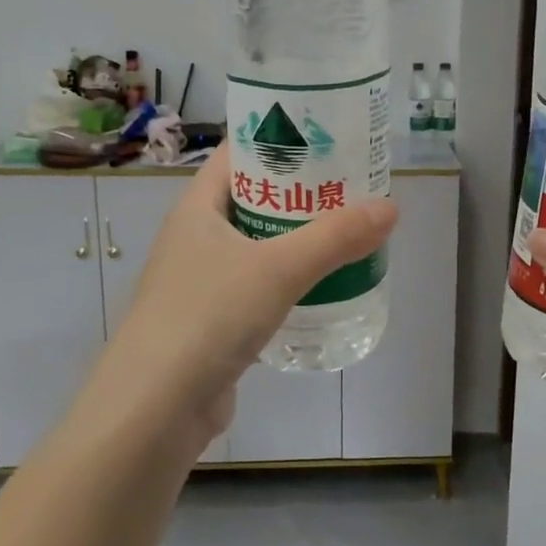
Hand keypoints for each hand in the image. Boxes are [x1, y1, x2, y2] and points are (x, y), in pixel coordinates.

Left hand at [91, 146, 396, 456]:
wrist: (154, 411)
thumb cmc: (208, 317)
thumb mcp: (278, 269)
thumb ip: (336, 238)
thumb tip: (391, 207)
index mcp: (198, 208)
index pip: (239, 154)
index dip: (280, 139)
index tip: (328, 135)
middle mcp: (197, 238)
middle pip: (256, 198)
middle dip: (303, 192)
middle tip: (353, 185)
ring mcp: (203, 281)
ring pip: (260, 244)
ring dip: (300, 238)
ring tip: (349, 230)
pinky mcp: (215, 321)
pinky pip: (261, 285)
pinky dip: (291, 280)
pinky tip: (325, 285)